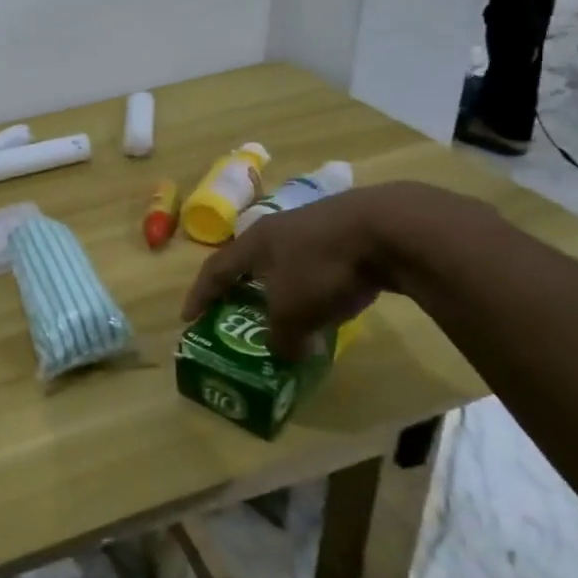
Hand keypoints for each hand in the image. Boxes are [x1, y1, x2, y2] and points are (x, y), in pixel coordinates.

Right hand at [180, 183, 474, 358]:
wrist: (389, 228)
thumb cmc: (323, 267)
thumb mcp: (294, 313)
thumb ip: (280, 337)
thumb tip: (282, 352)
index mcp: (255, 242)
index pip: (216, 270)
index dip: (201, 295)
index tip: (188, 318)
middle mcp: (278, 229)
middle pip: (251, 261)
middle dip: (244, 288)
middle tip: (240, 312)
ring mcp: (315, 225)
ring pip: (288, 261)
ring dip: (283, 288)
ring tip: (288, 312)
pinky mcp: (349, 230)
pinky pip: (320, 263)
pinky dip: (316, 285)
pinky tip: (330, 302)